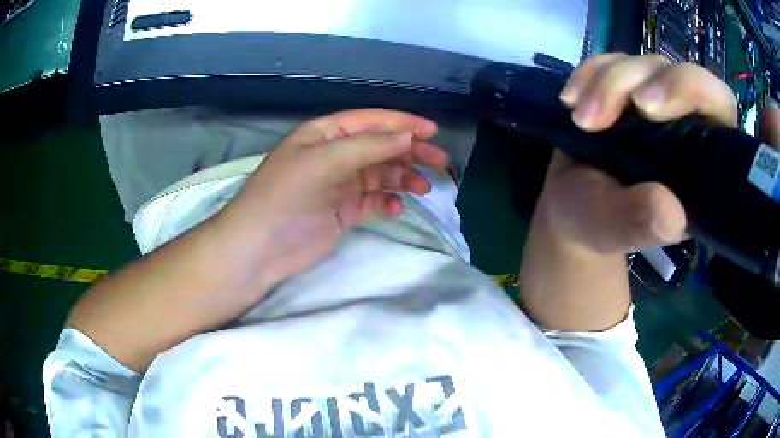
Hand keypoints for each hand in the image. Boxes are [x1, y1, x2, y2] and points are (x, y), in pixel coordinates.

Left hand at [216, 109, 448, 289]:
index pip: (370, 122)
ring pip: (381, 175)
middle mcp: (335, 155)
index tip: (432, 131)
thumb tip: (406, 136)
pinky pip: (373, 202)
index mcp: (325, 135)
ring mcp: (340, 184)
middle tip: (441, 162)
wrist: (261, 247)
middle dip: (411, 152)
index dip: (402, 124)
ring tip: (424, 189)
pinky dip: (387, 204)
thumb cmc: (286, 196)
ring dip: (403, 178)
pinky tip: (395, 209)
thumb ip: (367, 147)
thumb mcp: (324, 162)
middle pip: (381, 147)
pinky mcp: (344, 211)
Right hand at [541, 54, 739, 253]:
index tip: (646, 107)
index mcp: (701, 160)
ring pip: (641, 64)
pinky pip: (611, 61)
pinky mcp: (627, 86)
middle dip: (634, 82)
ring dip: (606, 84)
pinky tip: (570, 100)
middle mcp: (686, 122)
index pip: (718, 104)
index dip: (692, 89)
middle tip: (598, 115)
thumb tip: (672, 213)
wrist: (573, 203)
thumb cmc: (597, 222)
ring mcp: (656, 99)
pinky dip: (588, 74)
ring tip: (580, 120)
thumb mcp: (612, 230)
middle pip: (676, 72)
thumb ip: (641, 224)